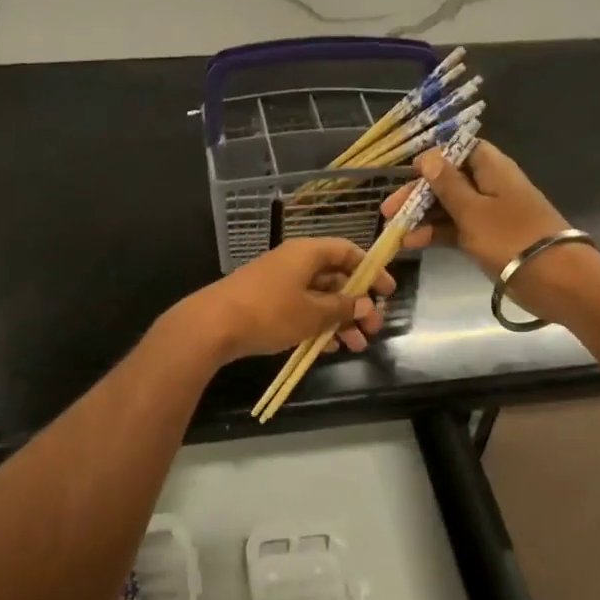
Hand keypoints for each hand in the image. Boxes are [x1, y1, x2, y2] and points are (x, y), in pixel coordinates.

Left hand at [180, 238, 394, 363]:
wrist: (212, 325)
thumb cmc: (269, 312)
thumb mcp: (313, 312)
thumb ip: (342, 307)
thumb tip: (364, 303)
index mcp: (307, 253)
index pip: (347, 251)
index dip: (370, 269)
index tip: (387, 292)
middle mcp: (294, 262)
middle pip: (335, 277)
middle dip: (356, 304)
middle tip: (373, 329)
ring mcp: (278, 282)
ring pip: (318, 297)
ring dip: (339, 320)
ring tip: (355, 346)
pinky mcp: (265, 303)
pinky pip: (300, 309)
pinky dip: (316, 325)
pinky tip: (326, 348)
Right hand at [380, 141, 599, 321]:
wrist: (555, 279)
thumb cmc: (511, 238)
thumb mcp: (472, 210)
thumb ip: (447, 184)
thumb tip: (429, 156)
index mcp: (492, 168)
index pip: (459, 149)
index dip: (433, 158)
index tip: (409, 172)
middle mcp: (490, 185)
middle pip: (449, 180)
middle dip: (418, 194)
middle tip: (388, 211)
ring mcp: (490, 213)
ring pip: (450, 207)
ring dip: (423, 217)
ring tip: (396, 233)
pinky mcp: (489, 238)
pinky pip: (457, 229)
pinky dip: (437, 234)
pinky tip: (414, 244)